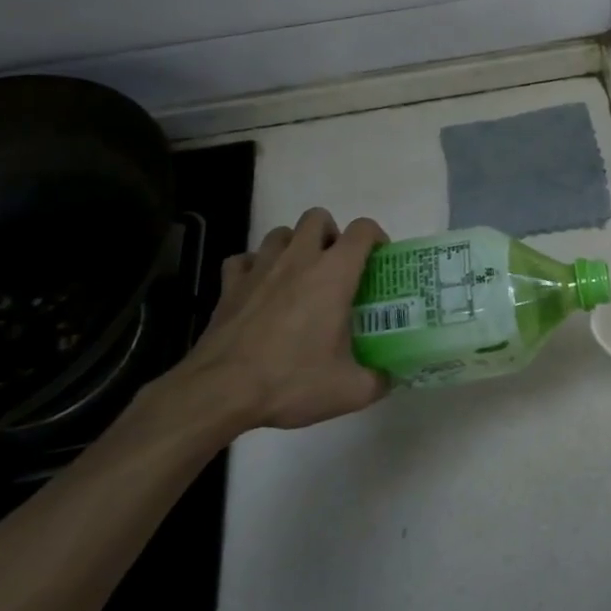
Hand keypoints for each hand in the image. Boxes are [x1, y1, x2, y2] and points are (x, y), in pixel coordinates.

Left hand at [140, 208, 389, 441]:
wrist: (220, 392)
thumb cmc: (291, 381)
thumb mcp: (349, 391)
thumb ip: (378, 381)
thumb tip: (390, 379)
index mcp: (333, 274)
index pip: (362, 231)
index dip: (376, 237)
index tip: (378, 260)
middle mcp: (298, 260)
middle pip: (318, 218)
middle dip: (332, 234)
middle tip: (337, 268)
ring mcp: (259, 269)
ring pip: (280, 233)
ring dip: (294, 246)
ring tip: (300, 276)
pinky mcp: (229, 285)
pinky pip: (244, 259)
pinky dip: (254, 266)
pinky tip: (260, 288)